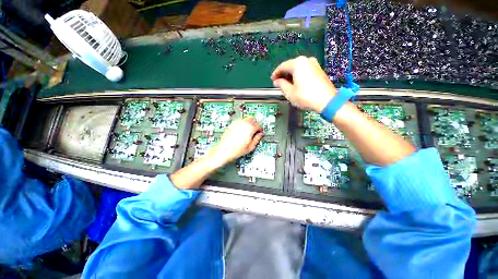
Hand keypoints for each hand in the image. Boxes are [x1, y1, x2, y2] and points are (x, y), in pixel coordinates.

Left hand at [208, 116, 262, 167]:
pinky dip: (242, 124)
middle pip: (252, 118)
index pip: (258, 125)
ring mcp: (237, 123)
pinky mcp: (232, 124)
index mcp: (250, 128)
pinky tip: (241, 131)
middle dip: (255, 124)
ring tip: (248, 131)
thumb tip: (260, 134)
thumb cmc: (236, 150)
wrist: (224, 150)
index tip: (259, 133)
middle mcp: (243, 123)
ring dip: (248, 123)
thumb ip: (257, 139)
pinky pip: (239, 121)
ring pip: (245, 119)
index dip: (260, 130)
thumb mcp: (250, 147)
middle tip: (254, 131)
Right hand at [271, 56, 335, 112]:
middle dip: (284, 74)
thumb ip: (281, 85)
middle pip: (291, 66)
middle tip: (279, 83)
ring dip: (291, 75)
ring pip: (298, 68)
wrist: (327, 101)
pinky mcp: (319, 70)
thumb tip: (277, 81)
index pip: (282, 66)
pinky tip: (296, 84)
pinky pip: (305, 70)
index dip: (276, 74)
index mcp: (298, 64)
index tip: (272, 80)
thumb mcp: (290, 92)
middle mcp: (306, 60)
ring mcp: (314, 64)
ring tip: (287, 85)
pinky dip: (299, 76)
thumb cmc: (306, 96)